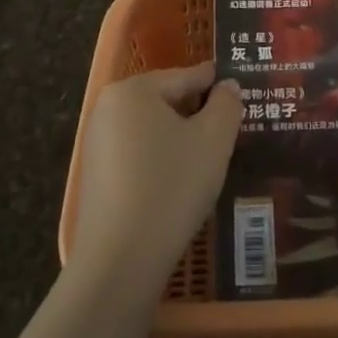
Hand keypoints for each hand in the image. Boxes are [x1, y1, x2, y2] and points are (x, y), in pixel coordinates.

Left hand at [70, 63, 242, 294]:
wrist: (121, 260)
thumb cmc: (172, 186)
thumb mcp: (214, 140)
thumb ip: (226, 104)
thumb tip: (227, 86)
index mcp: (133, 90)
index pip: (186, 77)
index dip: (217, 85)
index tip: (240, 91)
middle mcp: (108, 108)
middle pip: (166, 101)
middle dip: (198, 114)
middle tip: (230, 131)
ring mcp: (97, 143)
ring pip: (152, 130)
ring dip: (180, 140)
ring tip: (210, 159)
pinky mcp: (96, 177)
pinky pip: (137, 155)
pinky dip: (161, 161)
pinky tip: (181, 183)